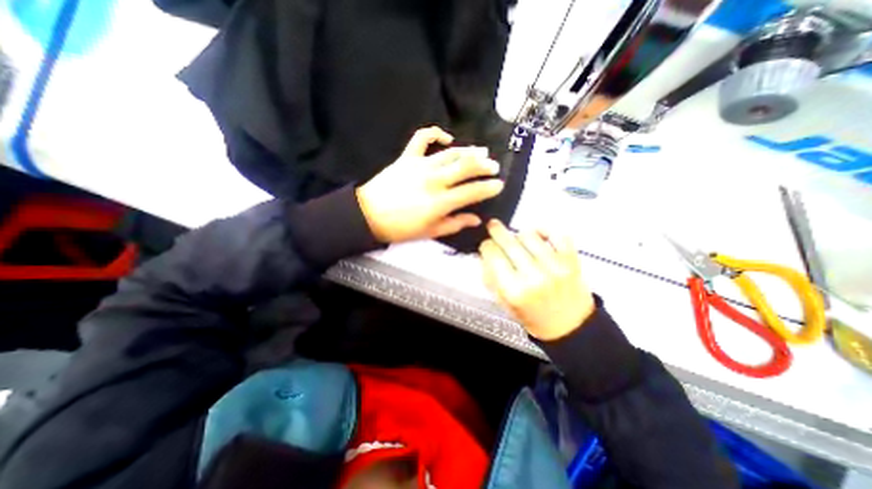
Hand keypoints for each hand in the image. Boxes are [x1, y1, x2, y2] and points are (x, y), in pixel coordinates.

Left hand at [356, 126, 504, 241]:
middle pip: (466, 167)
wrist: (369, 215)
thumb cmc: (401, 228)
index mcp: (440, 202)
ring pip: (451, 153)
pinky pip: (422, 138)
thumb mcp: (430, 232)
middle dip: (484, 166)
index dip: (489, 188)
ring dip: (469, 151)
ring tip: (482, 152)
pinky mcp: (407, 157)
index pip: (472, 191)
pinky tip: (447, 137)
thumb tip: (476, 219)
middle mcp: (434, 180)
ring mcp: (420, 165)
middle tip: (494, 167)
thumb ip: (455, 224)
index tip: (499, 185)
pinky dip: (436, 133)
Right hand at [481, 219, 595, 337]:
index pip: (493, 255)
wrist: (568, 327)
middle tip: (493, 226)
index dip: (486, 246)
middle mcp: (534, 277)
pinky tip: (538, 235)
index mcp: (514, 290)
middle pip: (509, 242)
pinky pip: (557, 235)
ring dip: (519, 234)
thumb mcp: (504, 303)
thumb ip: (491, 278)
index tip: (486, 245)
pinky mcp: (572, 261)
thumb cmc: (533, 316)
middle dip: (497, 231)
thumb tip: (485, 253)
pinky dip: (546, 230)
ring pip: (530, 235)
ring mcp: (555, 267)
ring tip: (517, 239)